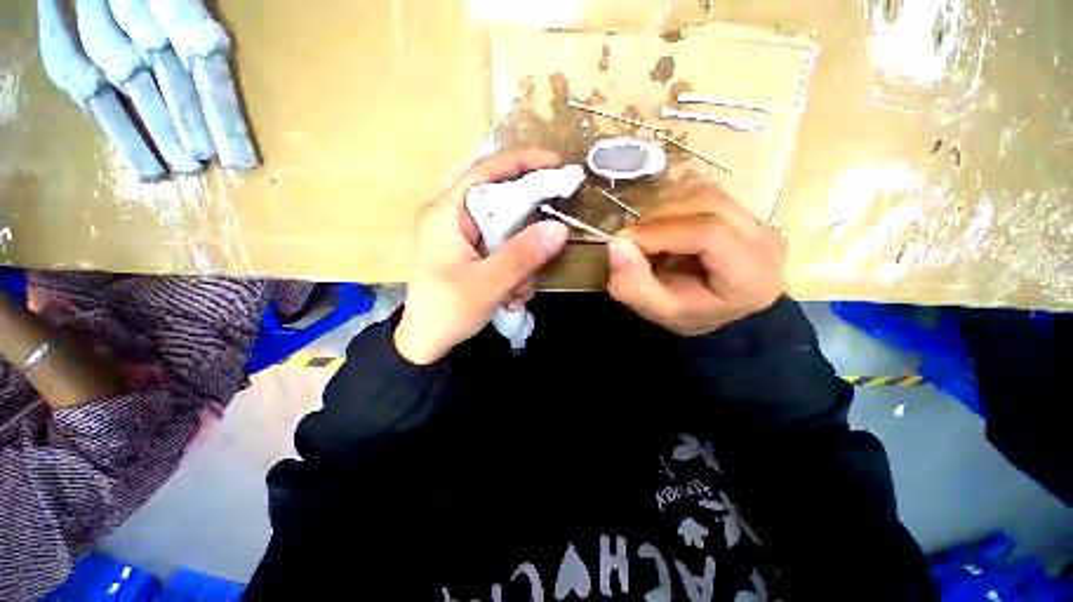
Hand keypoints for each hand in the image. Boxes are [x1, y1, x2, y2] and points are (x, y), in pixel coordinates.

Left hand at [394, 149, 570, 363]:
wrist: (427, 342)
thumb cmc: (446, 312)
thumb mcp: (486, 285)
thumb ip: (522, 256)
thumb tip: (560, 228)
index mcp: (447, 213)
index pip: (485, 171)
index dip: (522, 162)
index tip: (557, 163)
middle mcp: (454, 217)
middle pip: (501, 200)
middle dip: (528, 226)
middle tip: (552, 238)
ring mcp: (464, 235)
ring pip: (508, 229)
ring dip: (523, 258)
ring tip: (519, 289)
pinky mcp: (473, 252)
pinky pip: (504, 247)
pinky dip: (516, 267)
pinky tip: (513, 293)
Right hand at [606, 180, 786, 335]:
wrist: (711, 310)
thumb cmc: (686, 314)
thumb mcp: (655, 310)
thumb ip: (632, 284)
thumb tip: (616, 241)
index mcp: (752, 277)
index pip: (709, 233)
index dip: (661, 232)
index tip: (625, 241)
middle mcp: (766, 241)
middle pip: (707, 204)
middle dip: (658, 218)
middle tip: (632, 239)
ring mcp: (758, 221)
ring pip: (704, 193)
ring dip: (663, 210)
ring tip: (646, 236)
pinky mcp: (743, 210)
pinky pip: (702, 192)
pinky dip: (672, 205)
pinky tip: (662, 228)